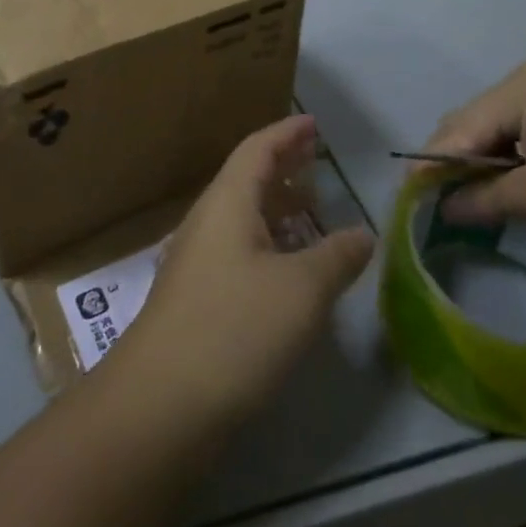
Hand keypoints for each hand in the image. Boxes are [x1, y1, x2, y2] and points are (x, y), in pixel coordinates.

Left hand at [113, 115, 374, 430]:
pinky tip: (290, 267)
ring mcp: (198, 261)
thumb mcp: (301, 291)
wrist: (161, 403)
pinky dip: (269, 243)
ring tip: (312, 209)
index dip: (287, 132)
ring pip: (243, 216)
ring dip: (277, 206)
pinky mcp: (197, 297)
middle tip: (318, 159)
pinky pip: (239, 249)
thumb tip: (364, 233)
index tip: (313, 123)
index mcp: (227, 203)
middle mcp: (208, 222)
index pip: (258, 149)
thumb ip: (337, 257)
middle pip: (247, 178)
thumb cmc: (235, 329)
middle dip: (283, 166)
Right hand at [425, 63, 525, 236]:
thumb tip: (444, 208)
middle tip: (445, 206)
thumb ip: (486, 199)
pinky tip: (519, 183)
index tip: (411, 203)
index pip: (455, 130)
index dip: (430, 167)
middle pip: (473, 123)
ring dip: (486, 161)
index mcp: (516, 90)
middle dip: (455, 163)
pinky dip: (514, 156)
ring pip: (500, 127)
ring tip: (479, 200)